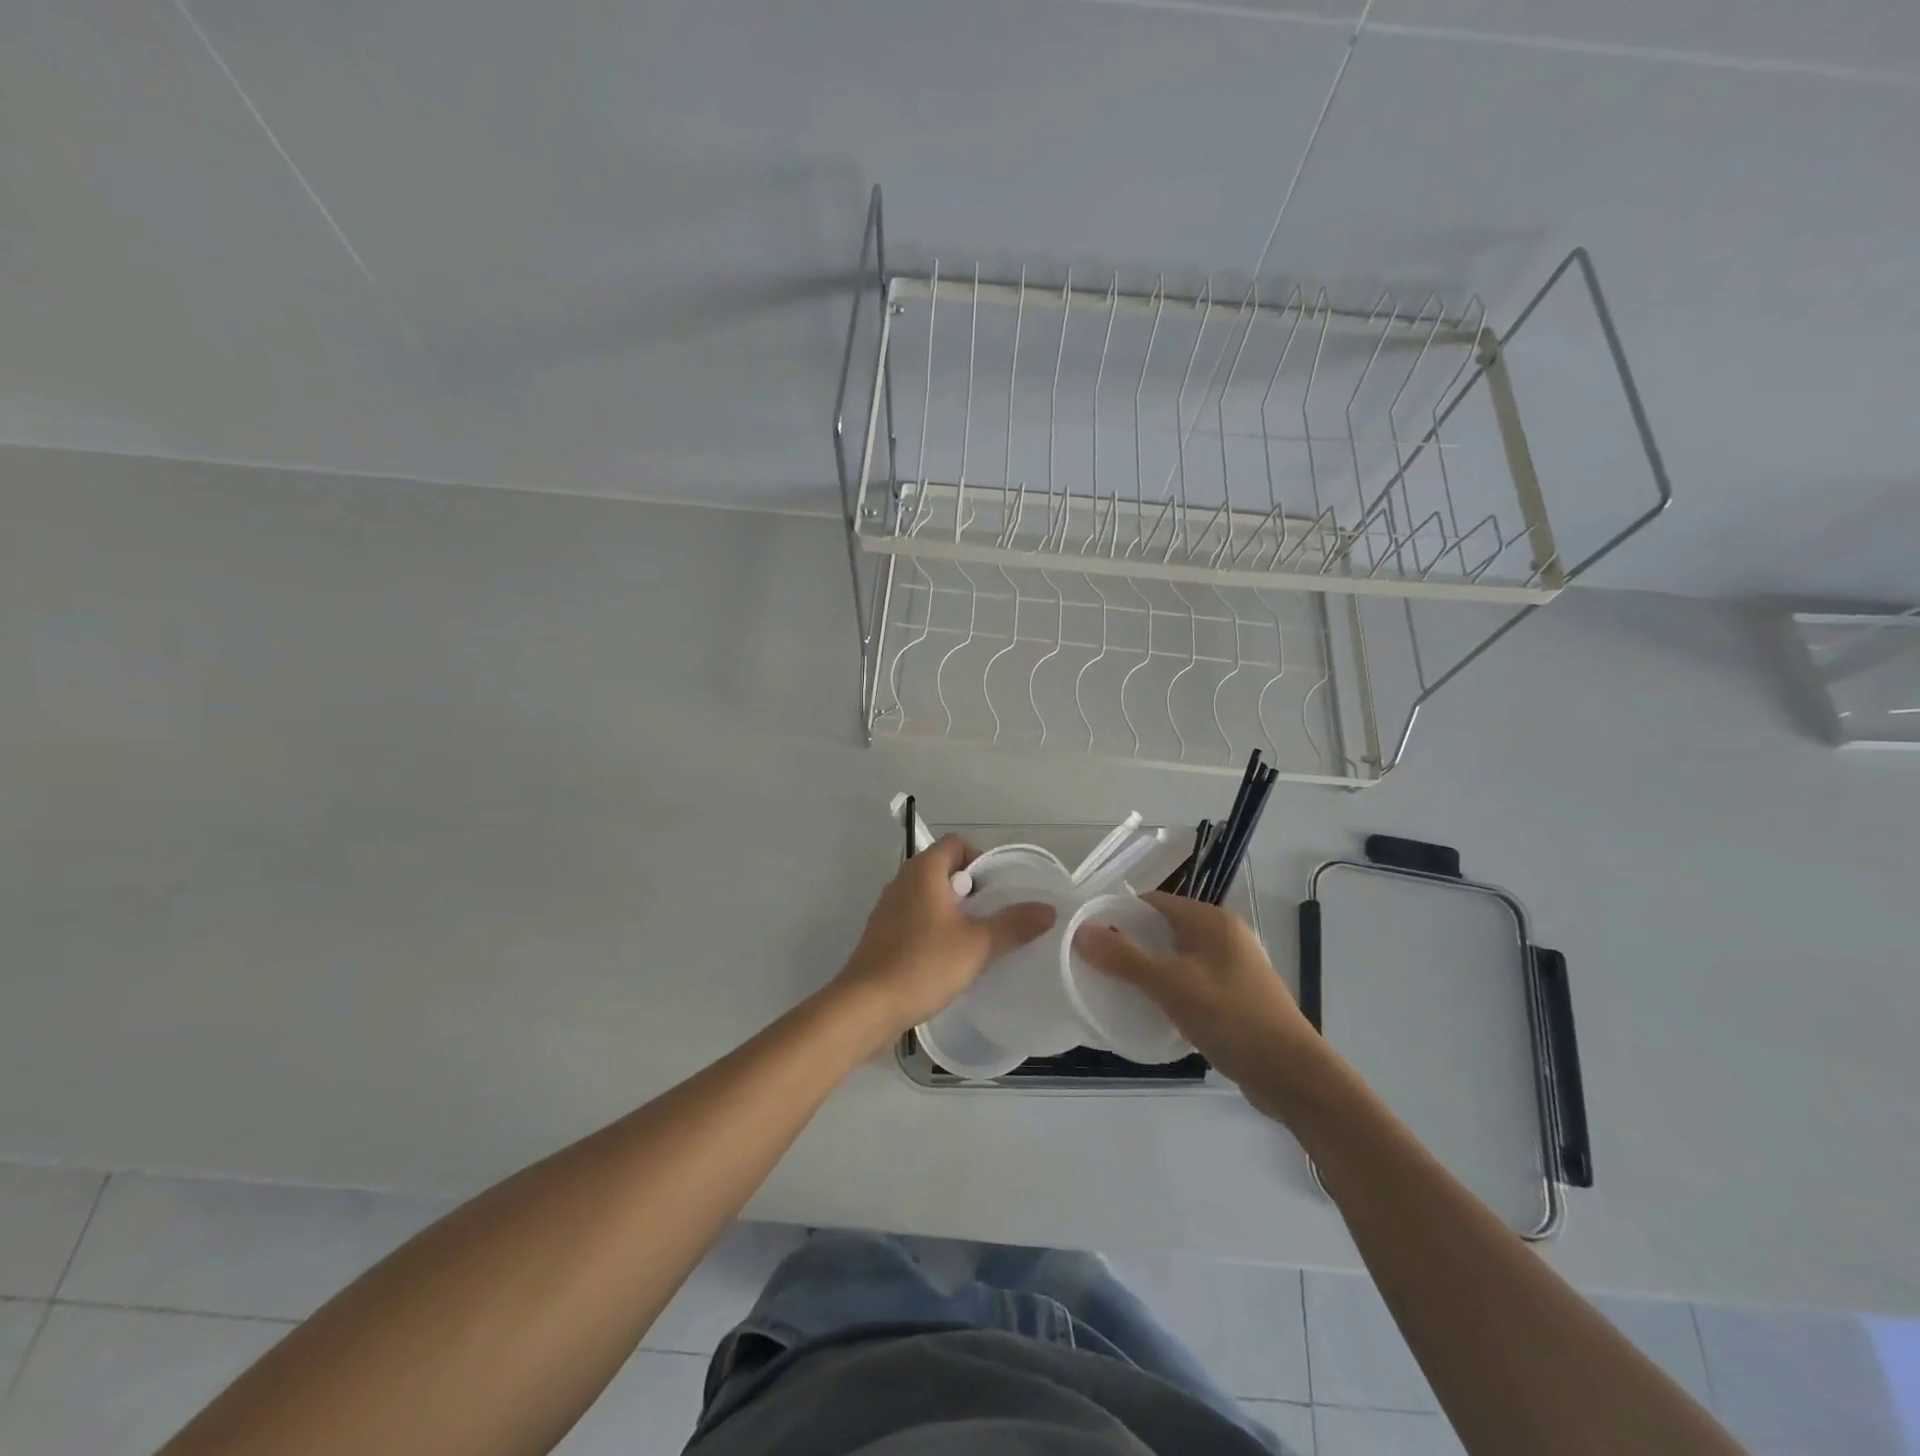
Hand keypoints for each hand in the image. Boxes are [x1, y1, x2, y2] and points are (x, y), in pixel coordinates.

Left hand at [834, 836, 1056, 1045]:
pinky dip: (936, 928)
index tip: (1000, 889)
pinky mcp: (882, 934)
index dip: (982, 859)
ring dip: (955, 911)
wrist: (867, 1006)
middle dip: (972, 889)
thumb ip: (1014, 924)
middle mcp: (902, 880)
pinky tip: (950, 958)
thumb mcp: (978, 945)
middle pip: (944, 869)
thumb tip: (1049, 909)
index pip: (957, 844)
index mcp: (923, 870)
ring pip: (930, 896)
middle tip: (995, 916)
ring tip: (978, 939)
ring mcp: (888, 908)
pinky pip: (916, 918)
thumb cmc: (923, 964)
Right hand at [1073, 891, 1325, 1119]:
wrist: (1293, 1075)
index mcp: (1210, 920)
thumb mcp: (1172, 984)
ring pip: (1175, 958)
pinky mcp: (1233, 997)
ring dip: (1146, 970)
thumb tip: (1080, 932)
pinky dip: (1166, 990)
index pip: (1152, 902)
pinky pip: (1188, 982)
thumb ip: (1125, 957)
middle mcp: (1222, 935)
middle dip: (1128, 944)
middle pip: (1162, 929)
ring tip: (1114, 989)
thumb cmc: (1232, 1017)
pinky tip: (1149, 1011)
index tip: (1086, 936)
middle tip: (1093, 965)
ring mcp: (1230, 967)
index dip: (1117, 914)